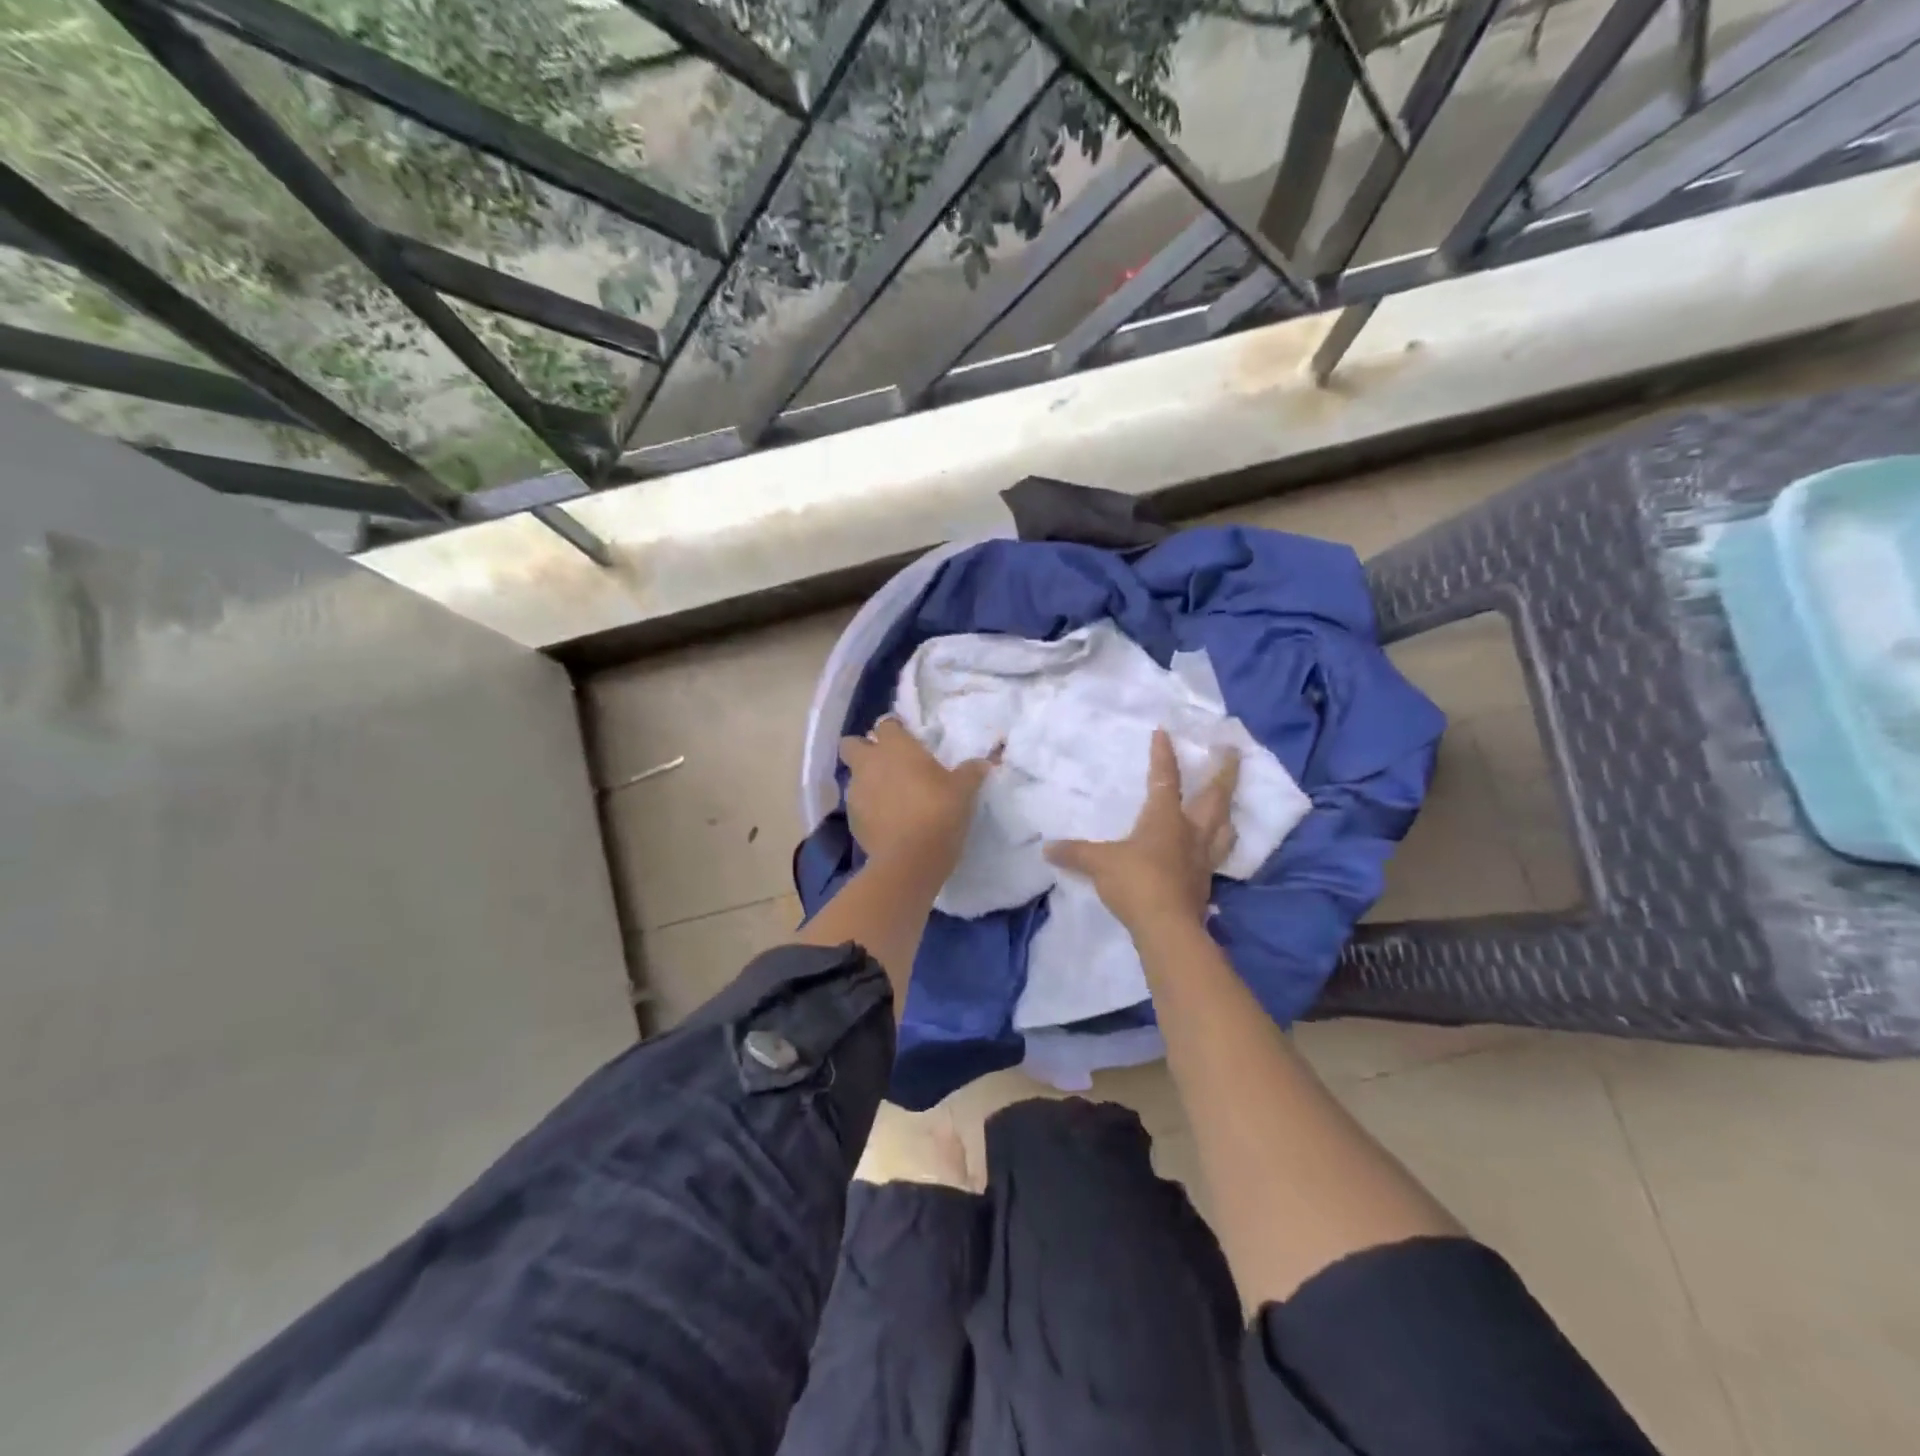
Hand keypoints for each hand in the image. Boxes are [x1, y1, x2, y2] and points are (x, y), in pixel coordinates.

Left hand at [841, 717, 994, 884]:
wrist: (910, 860)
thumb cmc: (938, 812)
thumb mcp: (963, 791)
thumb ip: (971, 772)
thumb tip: (983, 763)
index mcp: (895, 747)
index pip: (885, 724)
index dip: (895, 731)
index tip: (908, 740)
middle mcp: (869, 764)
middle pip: (852, 744)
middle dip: (864, 749)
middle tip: (887, 763)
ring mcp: (855, 792)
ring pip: (853, 777)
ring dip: (868, 781)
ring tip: (891, 797)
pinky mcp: (851, 820)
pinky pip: (858, 806)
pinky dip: (869, 809)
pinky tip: (888, 822)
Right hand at [1044, 727, 1239, 935]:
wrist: (1167, 927)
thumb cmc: (1135, 882)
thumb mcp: (1098, 864)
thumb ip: (1075, 853)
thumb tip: (1048, 848)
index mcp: (1166, 818)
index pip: (1166, 778)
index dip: (1163, 755)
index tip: (1164, 731)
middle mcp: (1191, 832)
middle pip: (1215, 796)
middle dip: (1225, 772)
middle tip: (1233, 751)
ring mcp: (1203, 858)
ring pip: (1225, 826)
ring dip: (1229, 810)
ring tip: (1230, 802)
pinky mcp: (1206, 882)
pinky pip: (1218, 855)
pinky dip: (1220, 845)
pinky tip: (1214, 848)